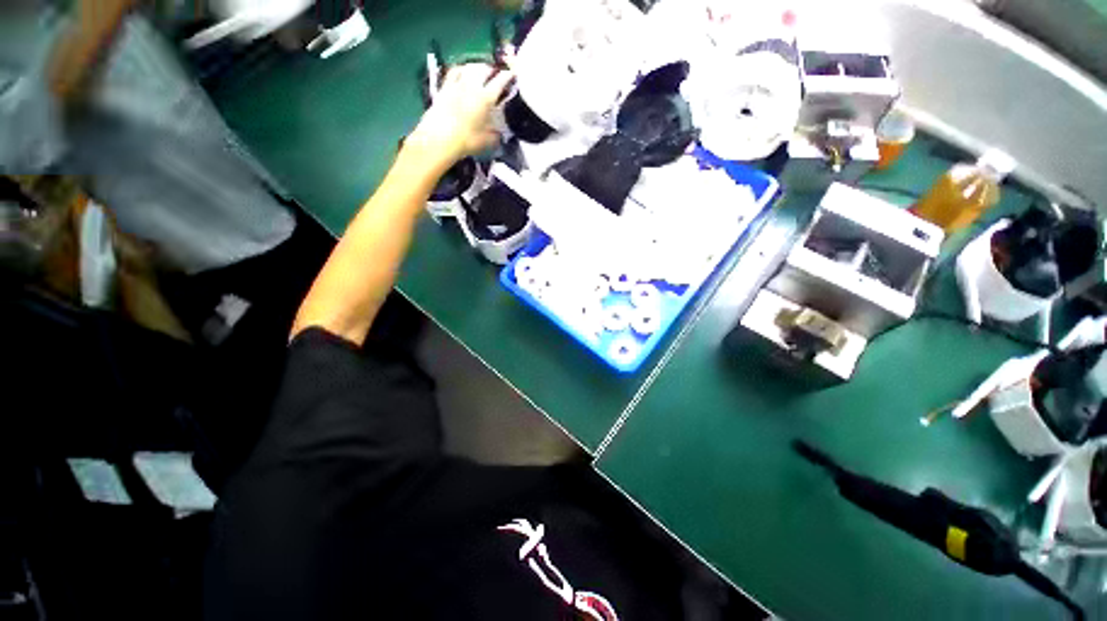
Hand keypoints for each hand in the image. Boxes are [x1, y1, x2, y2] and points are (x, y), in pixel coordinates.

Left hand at [405, 64, 514, 170]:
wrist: (440, 138)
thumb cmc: (467, 140)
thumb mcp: (487, 142)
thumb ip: (495, 136)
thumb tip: (499, 134)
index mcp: (486, 98)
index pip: (500, 82)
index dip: (507, 76)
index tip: (512, 74)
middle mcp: (472, 86)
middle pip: (483, 69)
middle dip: (491, 69)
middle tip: (495, 73)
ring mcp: (457, 84)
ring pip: (469, 67)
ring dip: (476, 66)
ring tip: (480, 70)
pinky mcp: (444, 87)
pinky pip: (453, 72)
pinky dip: (461, 69)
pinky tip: (462, 72)